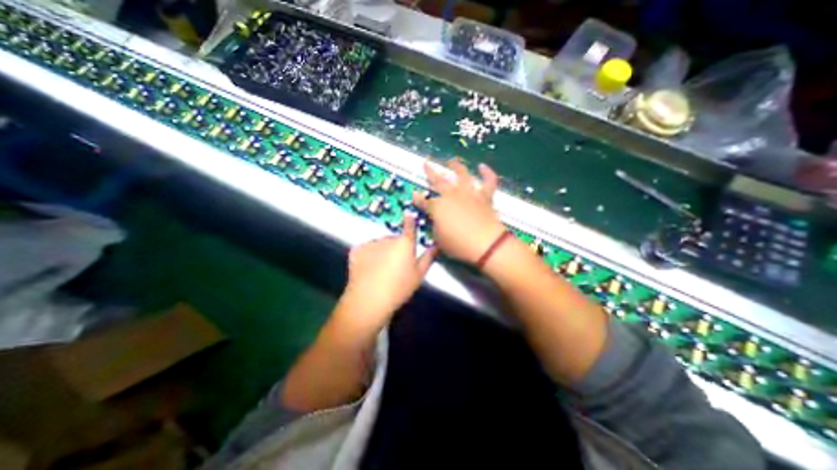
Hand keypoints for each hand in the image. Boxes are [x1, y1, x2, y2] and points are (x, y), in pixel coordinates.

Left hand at [338, 214, 438, 330]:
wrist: (369, 300)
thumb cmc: (399, 288)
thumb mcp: (419, 275)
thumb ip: (428, 258)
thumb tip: (436, 245)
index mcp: (405, 243)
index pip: (409, 226)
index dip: (410, 221)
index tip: (410, 216)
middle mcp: (388, 238)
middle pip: (394, 238)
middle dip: (395, 247)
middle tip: (396, 265)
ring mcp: (371, 243)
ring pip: (379, 244)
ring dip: (382, 251)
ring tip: (381, 269)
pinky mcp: (357, 249)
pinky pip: (367, 248)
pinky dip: (369, 255)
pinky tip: (369, 269)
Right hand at [411, 160, 501, 264]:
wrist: (485, 244)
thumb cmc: (459, 245)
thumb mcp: (439, 240)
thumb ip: (435, 228)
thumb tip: (436, 222)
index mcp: (438, 207)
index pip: (423, 200)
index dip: (417, 198)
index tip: (414, 194)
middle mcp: (452, 196)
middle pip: (439, 180)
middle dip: (430, 172)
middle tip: (426, 164)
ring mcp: (469, 194)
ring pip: (462, 174)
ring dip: (456, 166)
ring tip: (451, 161)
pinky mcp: (485, 197)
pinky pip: (488, 181)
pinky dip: (487, 173)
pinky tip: (483, 166)